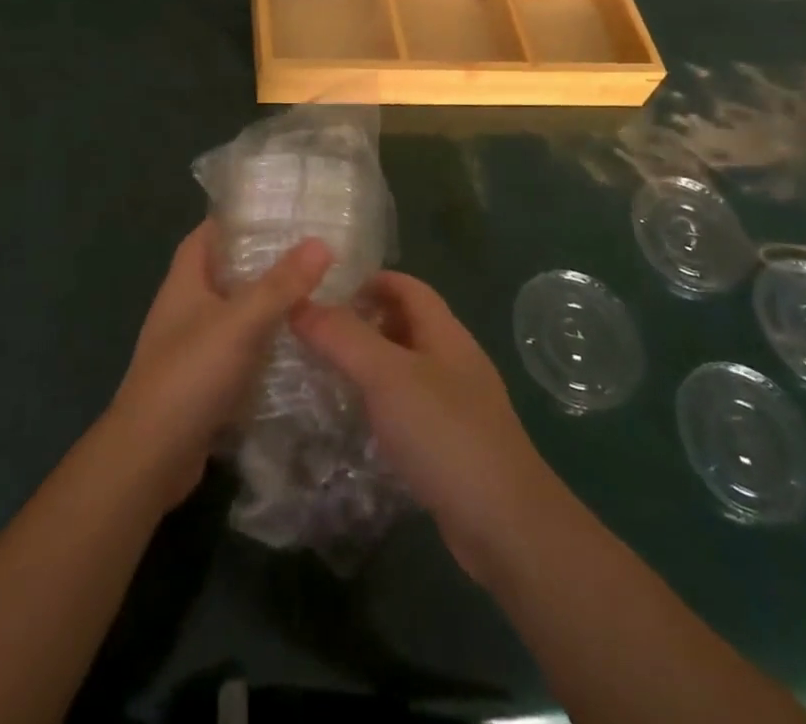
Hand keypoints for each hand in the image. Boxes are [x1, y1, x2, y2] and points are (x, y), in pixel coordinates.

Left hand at [110, 219, 332, 508]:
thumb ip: (281, 284)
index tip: (280, 212)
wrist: (150, 457)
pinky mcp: (202, 381)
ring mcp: (191, 346)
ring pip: (233, 313)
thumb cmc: (190, 374)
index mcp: (184, 280)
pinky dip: (261, 345)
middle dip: (262, 262)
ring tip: (313, 295)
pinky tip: (296, 347)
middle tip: (310, 254)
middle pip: (225, 271)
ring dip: (265, 305)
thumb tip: (321, 242)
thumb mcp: (241, 322)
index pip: (209, 233)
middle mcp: (184, 307)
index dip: (239, 219)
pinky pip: (236, 350)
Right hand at [290, 271, 563, 585]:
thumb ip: (342, 337)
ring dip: (369, 364)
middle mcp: (453, 360)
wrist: (506, 526)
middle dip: (362, 321)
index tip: (324, 291)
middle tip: (315, 334)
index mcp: (444, 332)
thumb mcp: (386, 375)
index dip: (368, 280)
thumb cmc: (445, 433)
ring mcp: (456, 404)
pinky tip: (358, 422)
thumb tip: (299, 303)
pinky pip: (410, 407)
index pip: (406, 286)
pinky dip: (382, 404)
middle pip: (405, 323)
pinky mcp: (452, 444)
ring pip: (405, 367)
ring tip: (326, 373)